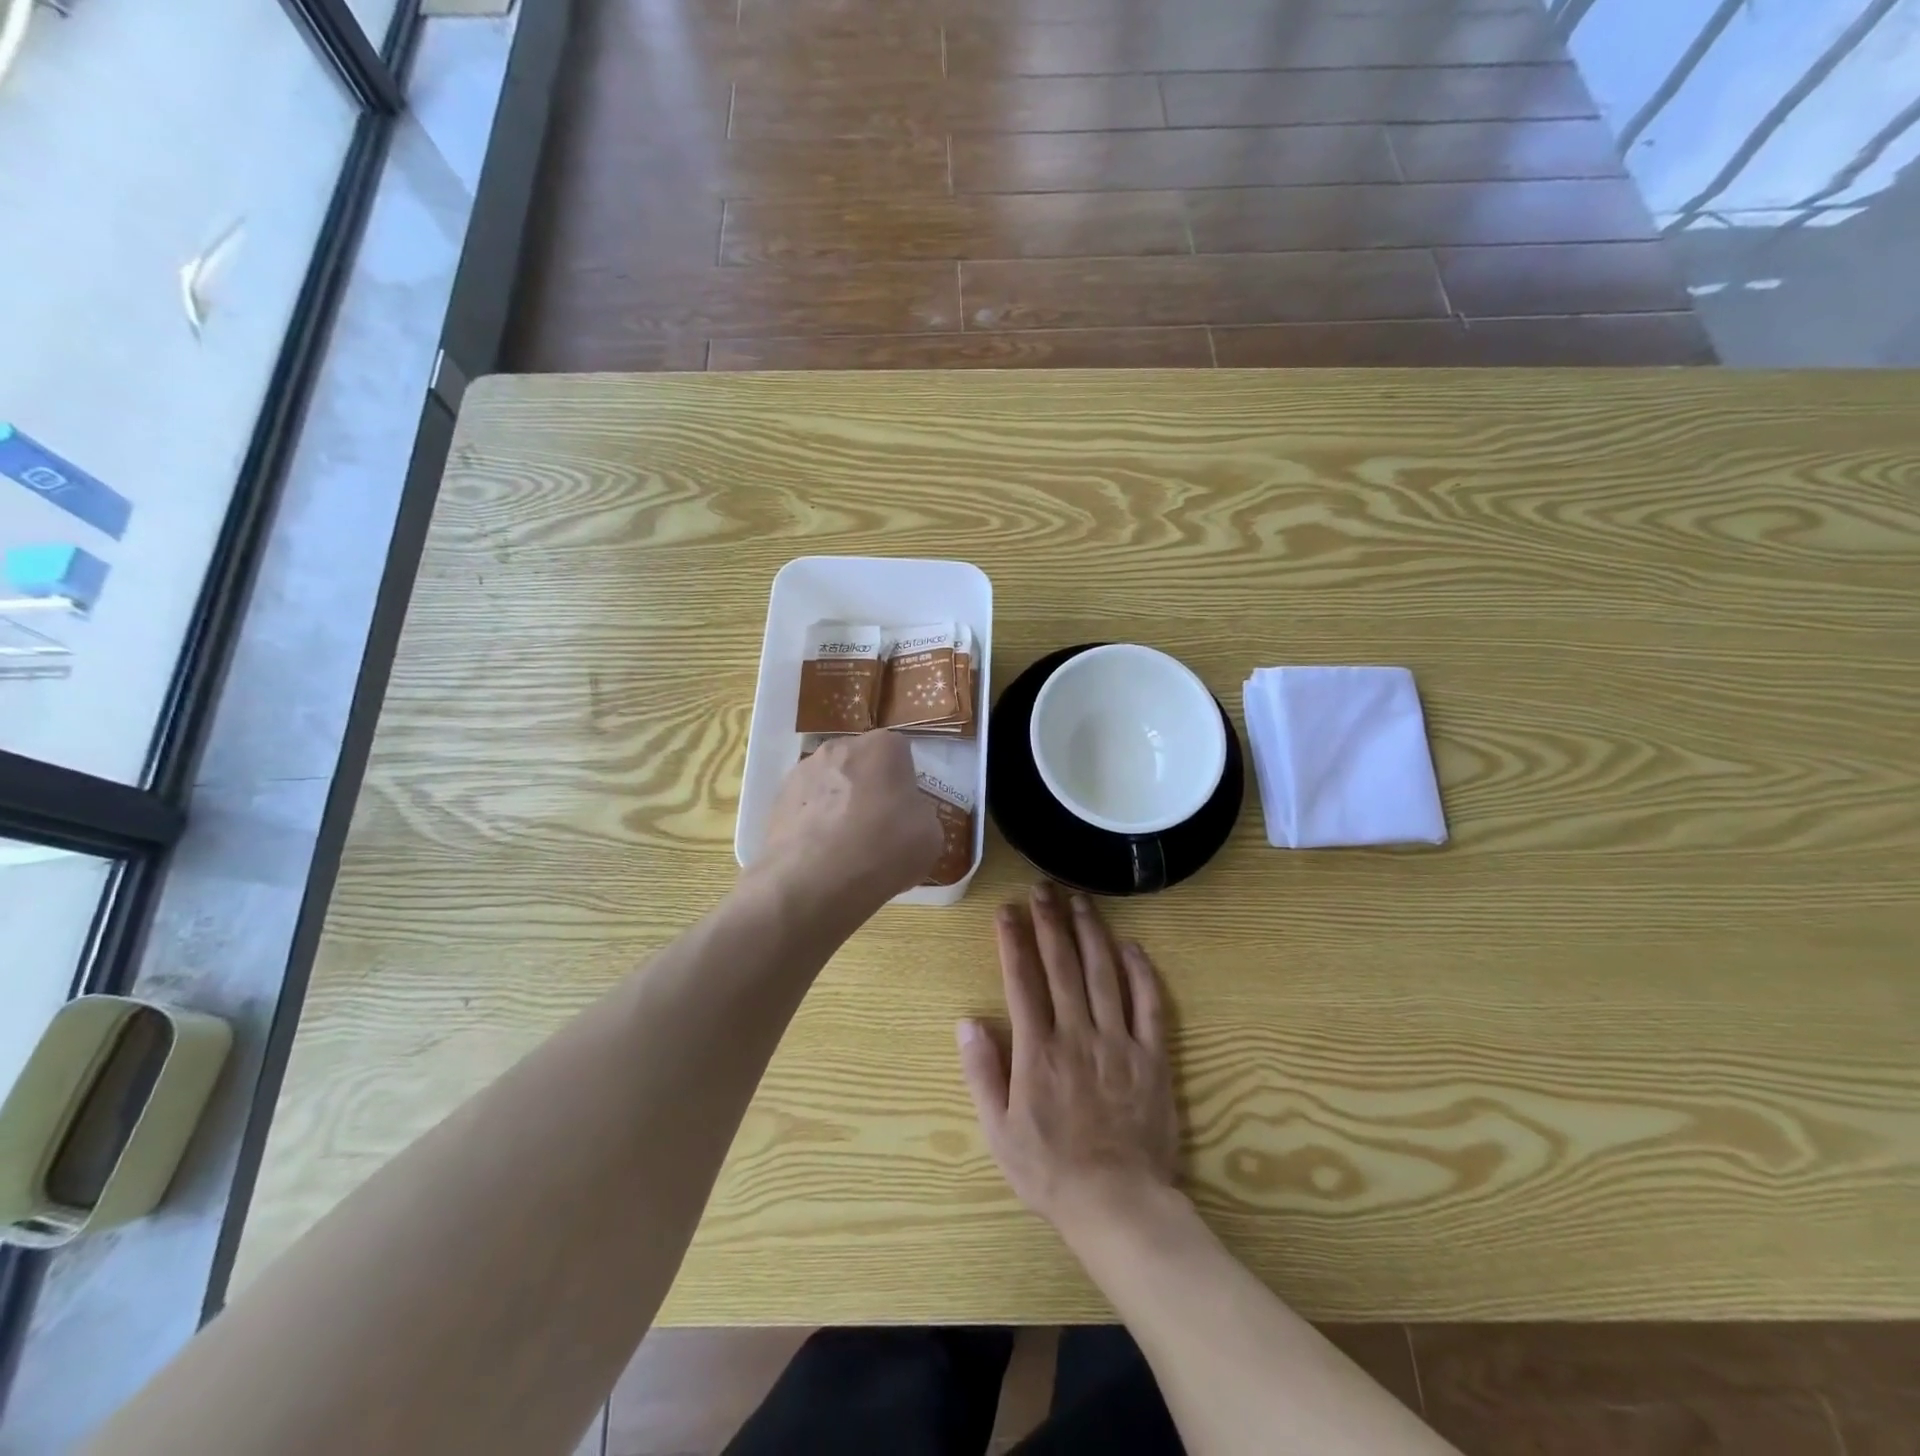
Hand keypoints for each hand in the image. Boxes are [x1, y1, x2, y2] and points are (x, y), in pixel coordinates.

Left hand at [757, 730, 942, 909]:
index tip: (905, 812)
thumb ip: (919, 814)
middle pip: (862, 765)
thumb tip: (903, 816)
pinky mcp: (776, 800)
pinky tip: (821, 856)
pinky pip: (807, 808)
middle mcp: (840, 747)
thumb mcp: (931, 836)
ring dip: (839, 805)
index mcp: (882, 746)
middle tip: (877, 828)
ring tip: (844, 848)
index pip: (901, 754)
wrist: (813, 883)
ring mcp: (802, 772)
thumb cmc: (883, 849)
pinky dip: (814, 824)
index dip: (905, 784)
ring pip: (831, 785)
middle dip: (870, 789)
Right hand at [957, 882, 1179, 1241]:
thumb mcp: (999, 1131)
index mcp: (1037, 1050)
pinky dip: (1141, 972)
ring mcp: (1118, 1042)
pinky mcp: (1152, 1056)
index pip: (1022, 981)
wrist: (1117, 1204)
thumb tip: (967, 1021)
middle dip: (1049, 922)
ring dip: (1090, 932)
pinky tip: (1132, 945)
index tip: (1006, 911)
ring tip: (1080, 900)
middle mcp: (1077, 1034)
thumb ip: (982, 1073)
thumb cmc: (1050, 1170)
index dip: (1012, 942)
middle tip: (1042, 889)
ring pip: (1103, 973)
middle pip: (1062, 965)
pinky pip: (1149, 1005)